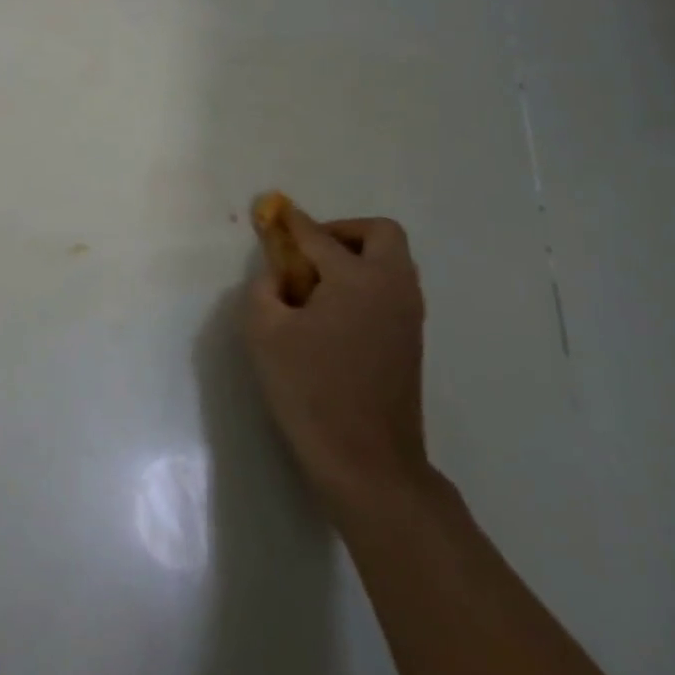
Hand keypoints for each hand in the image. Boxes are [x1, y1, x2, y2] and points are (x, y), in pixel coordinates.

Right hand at [242, 207, 429, 517]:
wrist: (367, 462)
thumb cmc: (310, 390)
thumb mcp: (264, 332)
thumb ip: (264, 288)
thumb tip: (278, 275)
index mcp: (357, 278)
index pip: (318, 236)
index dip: (292, 222)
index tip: (274, 212)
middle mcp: (392, 287)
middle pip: (380, 234)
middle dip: (342, 232)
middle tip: (309, 253)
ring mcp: (408, 315)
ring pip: (391, 262)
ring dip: (356, 257)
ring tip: (315, 285)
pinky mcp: (411, 341)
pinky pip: (391, 289)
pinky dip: (365, 283)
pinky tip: (333, 312)